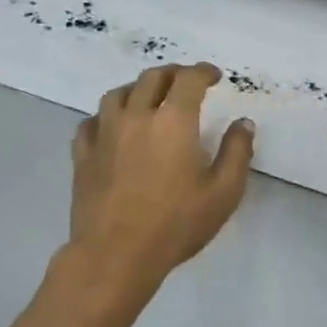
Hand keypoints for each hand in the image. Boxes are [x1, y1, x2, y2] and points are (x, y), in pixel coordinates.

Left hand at [69, 63, 254, 286]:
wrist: (116, 254)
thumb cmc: (176, 224)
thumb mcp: (223, 193)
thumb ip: (237, 152)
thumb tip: (243, 123)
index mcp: (173, 121)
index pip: (188, 79)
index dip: (203, 71)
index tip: (214, 76)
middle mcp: (137, 116)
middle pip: (152, 78)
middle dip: (173, 74)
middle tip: (185, 81)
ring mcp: (105, 134)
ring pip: (117, 94)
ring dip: (137, 89)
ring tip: (148, 98)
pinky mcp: (83, 155)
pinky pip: (91, 122)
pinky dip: (105, 116)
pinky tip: (112, 126)